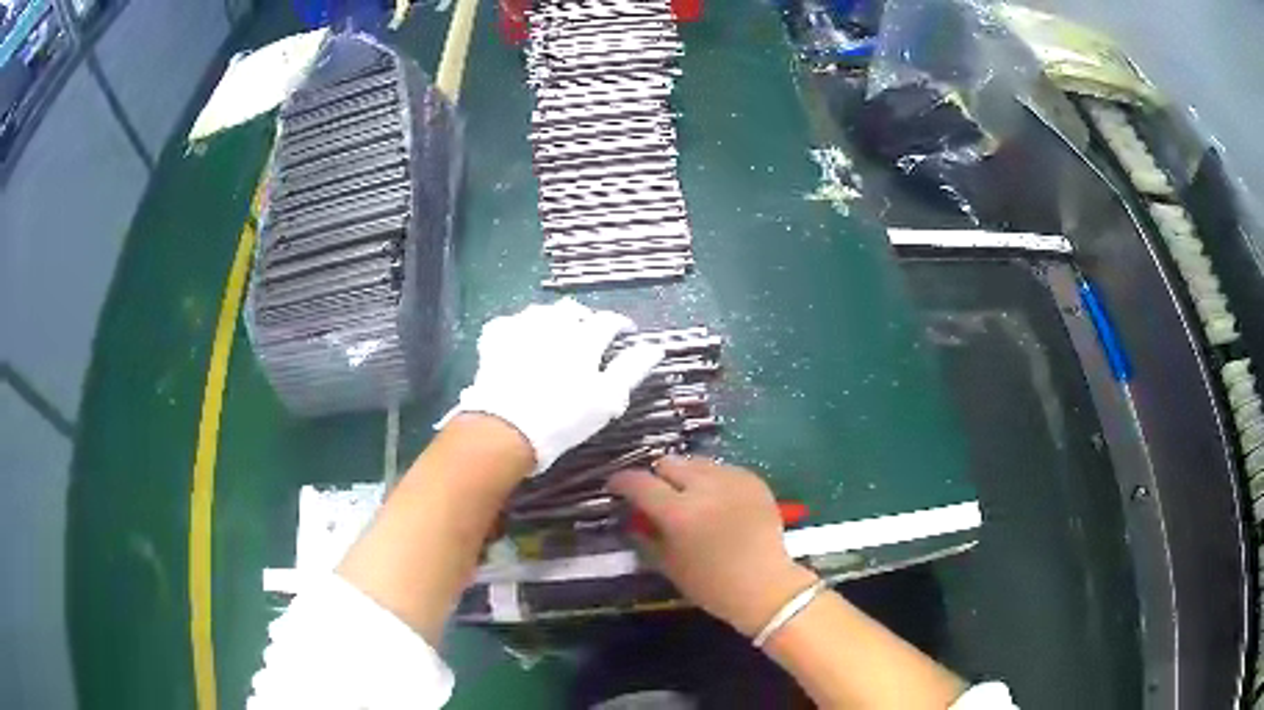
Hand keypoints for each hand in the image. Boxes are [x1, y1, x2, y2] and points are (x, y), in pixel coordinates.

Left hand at [442, 298, 663, 473]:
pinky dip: (515, 328)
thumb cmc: (564, 418)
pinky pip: (506, 323)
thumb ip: (632, 369)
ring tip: (553, 334)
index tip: (625, 332)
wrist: (507, 429)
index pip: (608, 321)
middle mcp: (553, 325)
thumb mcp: (607, 399)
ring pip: (539, 311)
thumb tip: (655, 348)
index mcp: (584, 339)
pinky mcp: (494, 340)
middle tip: (587, 335)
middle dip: (584, 318)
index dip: (620, 324)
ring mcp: (520, 329)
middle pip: (572, 309)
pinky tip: (517, 339)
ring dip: (550, 319)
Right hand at [609, 457, 819, 636]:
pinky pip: (722, 469)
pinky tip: (717, 501)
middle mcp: (704, 487)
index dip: (622, 482)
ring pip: (697, 462)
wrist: (766, 587)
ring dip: (686, 476)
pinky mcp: (753, 480)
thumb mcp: (669, 566)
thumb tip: (634, 518)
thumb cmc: (712, 585)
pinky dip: (712, 480)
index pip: (640, 483)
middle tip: (657, 495)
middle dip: (657, 476)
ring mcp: (732, 480)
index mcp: (679, 513)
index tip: (616, 487)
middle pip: (669, 463)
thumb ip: (647, 536)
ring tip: (689, 496)